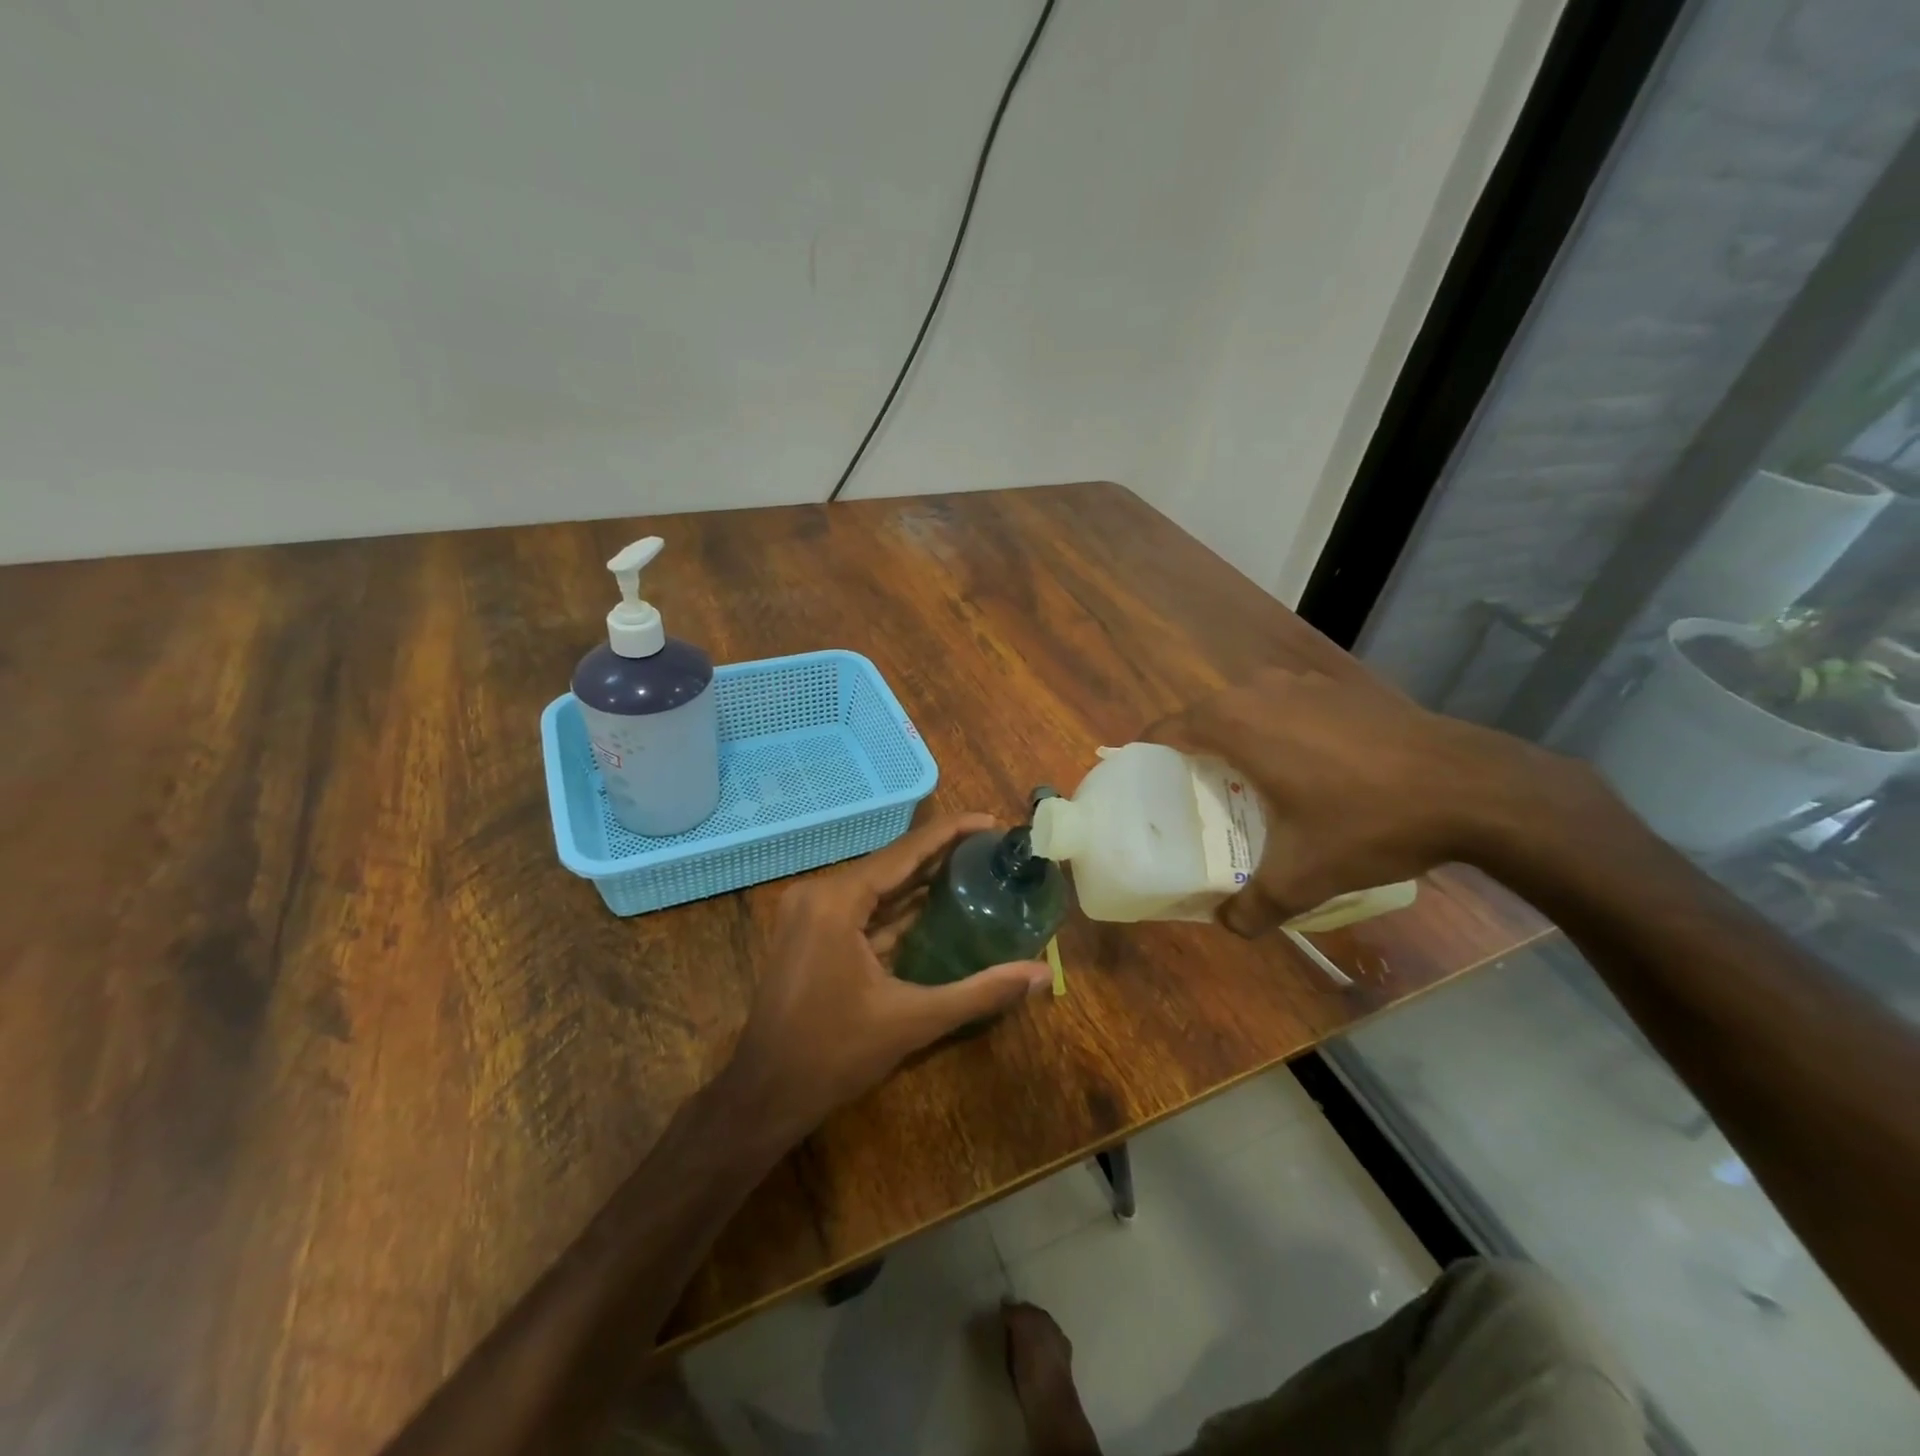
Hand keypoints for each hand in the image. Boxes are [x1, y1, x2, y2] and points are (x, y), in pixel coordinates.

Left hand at [725, 813, 1052, 1134]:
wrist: (765, 1094)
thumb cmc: (834, 1054)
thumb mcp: (913, 1020)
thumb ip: (979, 992)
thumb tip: (1041, 974)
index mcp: (837, 900)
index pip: (905, 852)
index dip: (951, 833)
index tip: (992, 822)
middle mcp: (819, 893)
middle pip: (892, 863)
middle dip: (942, 853)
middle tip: (993, 846)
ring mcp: (810, 913)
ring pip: (877, 886)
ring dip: (921, 879)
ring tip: (975, 866)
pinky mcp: (811, 932)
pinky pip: (863, 908)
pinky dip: (898, 907)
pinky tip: (937, 904)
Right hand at [1147, 666, 1590, 936]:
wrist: (1473, 787)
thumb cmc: (1369, 821)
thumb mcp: (1303, 876)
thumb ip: (1253, 907)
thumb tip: (1228, 925)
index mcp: (1233, 723)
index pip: (1163, 730)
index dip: (1145, 758)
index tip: (1144, 789)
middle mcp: (1258, 691)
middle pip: (1202, 719)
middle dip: (1192, 756)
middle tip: (1196, 801)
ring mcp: (1303, 683)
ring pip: (1246, 710)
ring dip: (1236, 742)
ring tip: (1246, 787)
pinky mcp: (1340, 688)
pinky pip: (1286, 708)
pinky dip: (1278, 733)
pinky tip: (1305, 770)